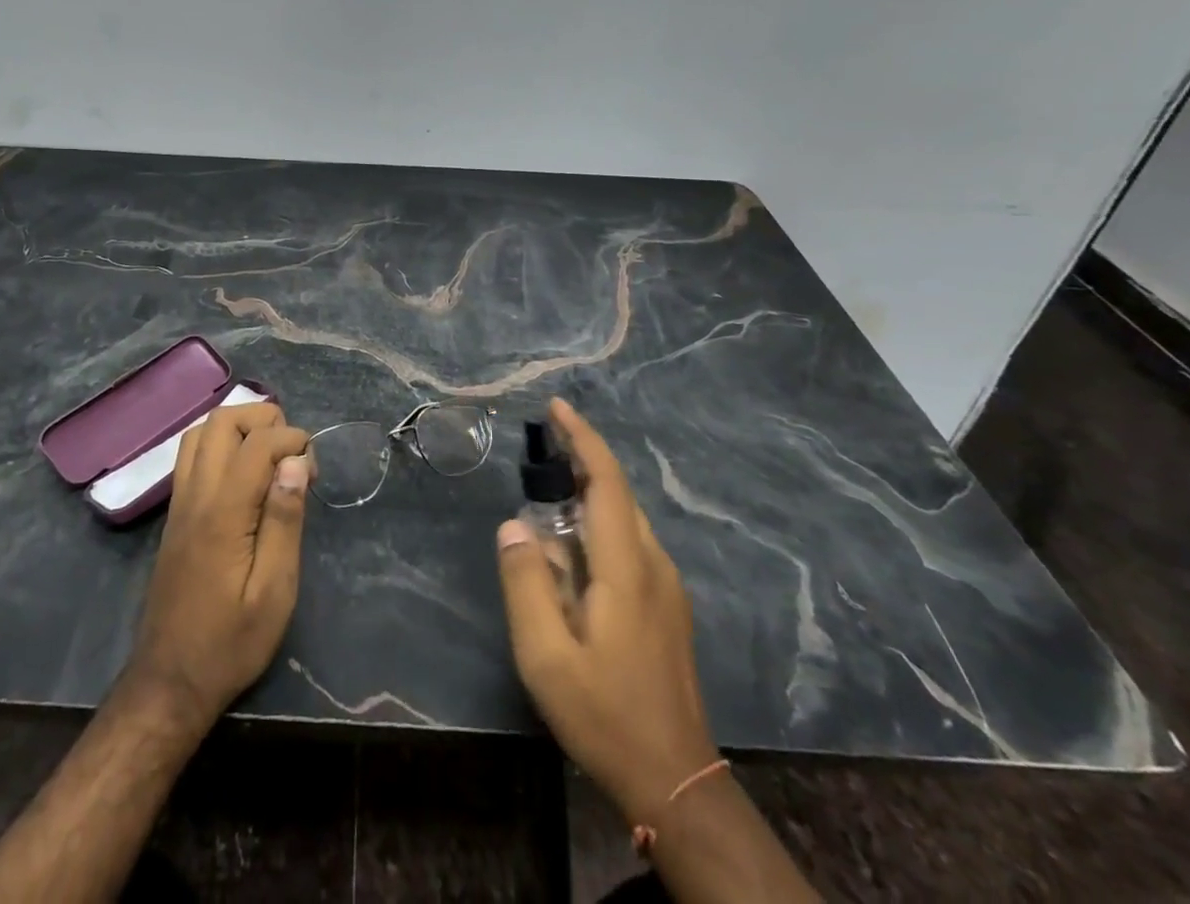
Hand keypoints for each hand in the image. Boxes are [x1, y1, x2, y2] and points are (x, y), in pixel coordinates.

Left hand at [126, 401, 311, 722]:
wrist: (169, 682)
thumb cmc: (231, 643)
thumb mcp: (274, 591)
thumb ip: (284, 520)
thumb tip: (295, 463)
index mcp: (224, 512)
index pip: (257, 443)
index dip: (292, 439)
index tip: (313, 468)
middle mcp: (195, 495)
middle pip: (222, 422)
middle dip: (263, 420)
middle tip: (292, 453)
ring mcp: (179, 503)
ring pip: (200, 433)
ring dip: (238, 428)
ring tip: (270, 456)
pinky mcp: (174, 515)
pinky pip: (191, 456)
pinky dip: (220, 444)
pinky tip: (243, 473)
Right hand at [497, 398, 719, 829]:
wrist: (676, 780)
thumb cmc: (604, 715)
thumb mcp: (546, 657)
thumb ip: (527, 585)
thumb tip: (513, 526)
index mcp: (626, 569)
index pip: (607, 483)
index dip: (583, 439)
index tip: (557, 408)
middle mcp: (654, 566)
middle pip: (619, 494)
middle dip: (582, 460)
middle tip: (542, 445)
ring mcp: (668, 588)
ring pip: (626, 519)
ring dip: (590, 493)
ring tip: (549, 491)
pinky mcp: (668, 607)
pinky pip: (631, 543)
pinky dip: (600, 522)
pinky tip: (574, 546)